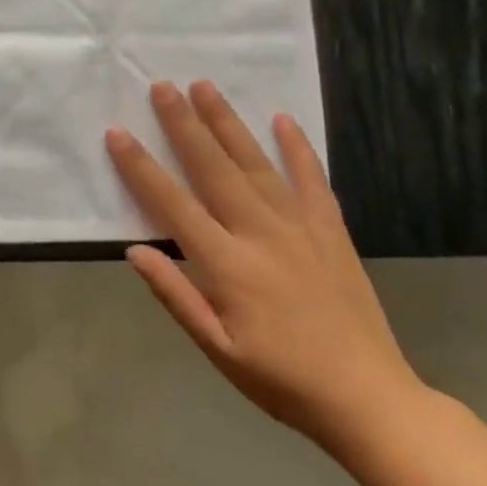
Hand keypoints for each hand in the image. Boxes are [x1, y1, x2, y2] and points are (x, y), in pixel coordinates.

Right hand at [106, 80, 422, 448]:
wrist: (369, 400)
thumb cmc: (281, 379)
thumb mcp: (216, 349)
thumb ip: (175, 295)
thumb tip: (134, 250)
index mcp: (227, 265)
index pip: (172, 203)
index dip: (140, 167)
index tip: (117, 133)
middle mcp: (260, 234)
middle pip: (213, 167)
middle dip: (183, 123)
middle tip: (161, 85)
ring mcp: (300, 227)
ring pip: (255, 163)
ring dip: (227, 122)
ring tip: (205, 86)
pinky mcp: (331, 231)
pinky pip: (312, 179)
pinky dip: (297, 148)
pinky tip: (282, 119)